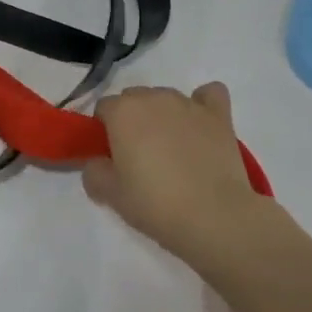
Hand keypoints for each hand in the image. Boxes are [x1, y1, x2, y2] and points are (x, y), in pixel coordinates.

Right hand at [87, 83, 263, 267]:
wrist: (214, 216)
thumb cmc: (155, 204)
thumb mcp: (111, 195)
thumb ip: (94, 171)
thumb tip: (97, 162)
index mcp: (122, 111)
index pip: (103, 108)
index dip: (104, 131)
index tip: (112, 157)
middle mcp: (153, 97)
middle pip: (134, 99)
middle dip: (132, 120)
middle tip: (140, 157)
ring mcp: (188, 103)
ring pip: (166, 98)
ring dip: (163, 115)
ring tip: (173, 150)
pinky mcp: (218, 115)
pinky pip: (208, 95)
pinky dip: (202, 105)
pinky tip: (201, 125)